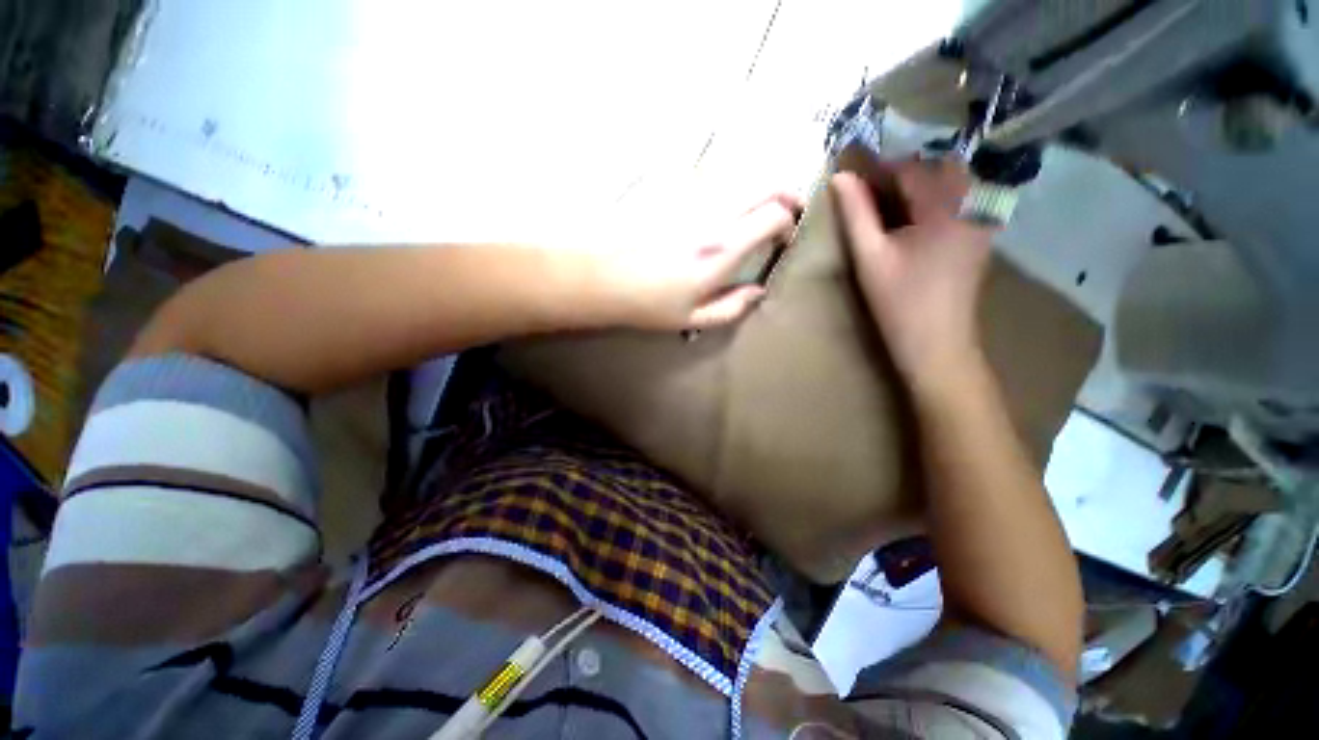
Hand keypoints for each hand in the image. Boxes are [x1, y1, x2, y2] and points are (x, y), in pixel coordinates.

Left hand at [602, 193, 801, 330]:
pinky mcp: (671, 190)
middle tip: (785, 211)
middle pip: (763, 185)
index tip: (783, 238)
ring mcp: (690, 197)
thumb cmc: (647, 303)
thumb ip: (732, 307)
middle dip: (784, 195)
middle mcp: (712, 215)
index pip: (774, 215)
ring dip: (755, 190)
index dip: (788, 223)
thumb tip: (758, 292)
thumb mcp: (692, 318)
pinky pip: (710, 180)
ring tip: (754, 209)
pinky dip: (726, 190)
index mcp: (721, 249)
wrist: (601, 277)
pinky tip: (718, 207)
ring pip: (739, 178)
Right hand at [830, 159, 993, 386]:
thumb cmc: (898, 301)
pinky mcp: (980, 234)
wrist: (936, 343)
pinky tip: (912, 220)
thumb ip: (856, 213)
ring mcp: (982, 219)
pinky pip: (959, 200)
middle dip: (902, 174)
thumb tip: (840, 177)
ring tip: (887, 206)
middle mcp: (974, 203)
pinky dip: (933, 200)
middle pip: (937, 168)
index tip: (852, 176)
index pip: (911, 168)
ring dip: (918, 186)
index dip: (879, 169)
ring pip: (950, 183)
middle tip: (870, 193)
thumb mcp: (870, 256)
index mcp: (947, 206)